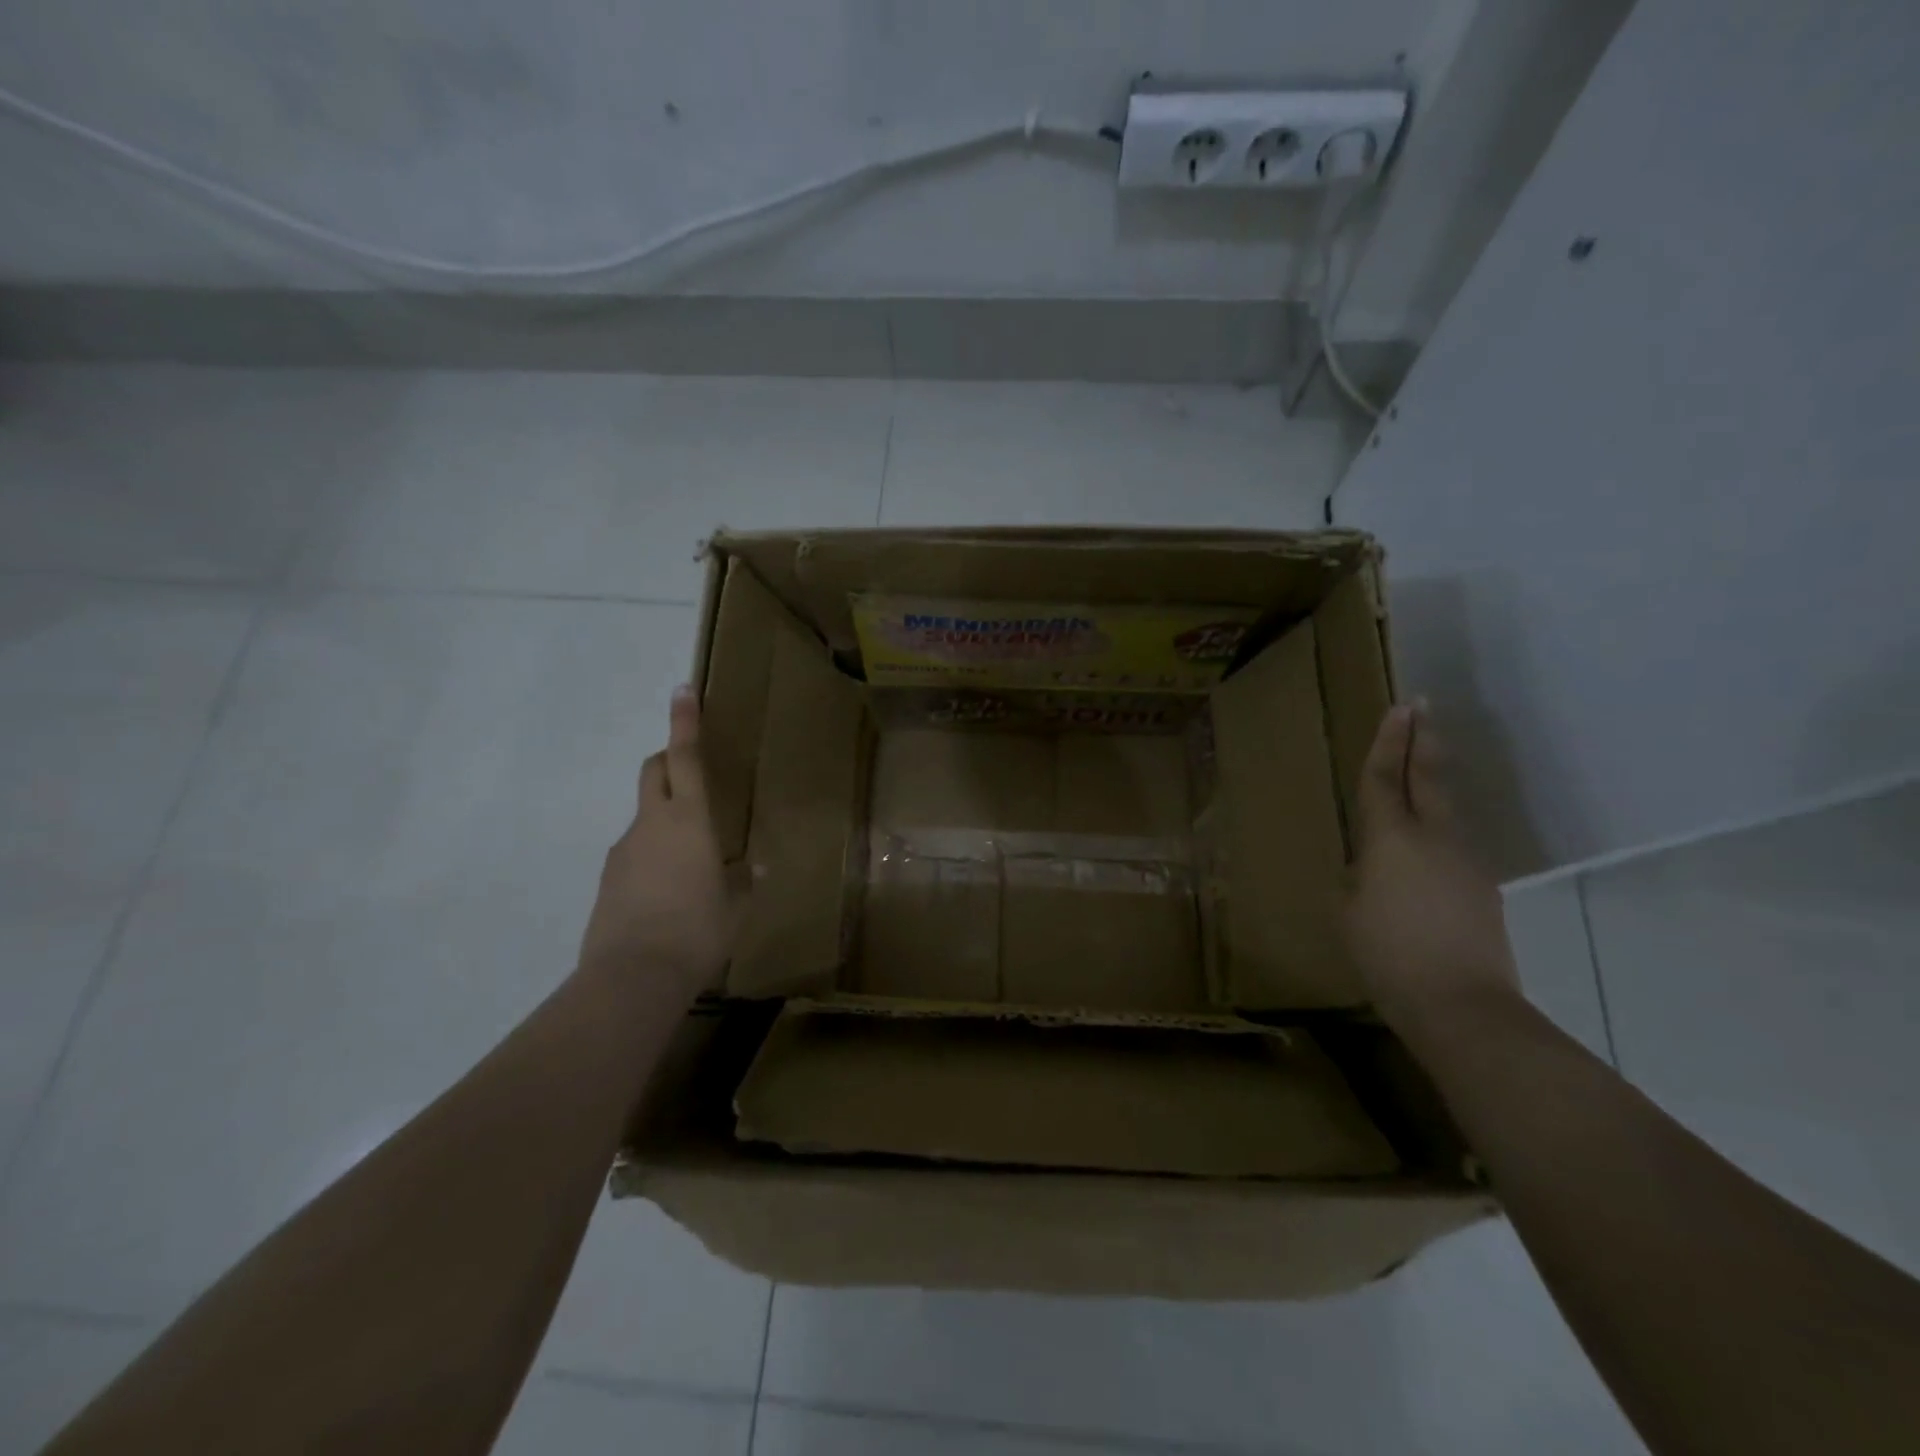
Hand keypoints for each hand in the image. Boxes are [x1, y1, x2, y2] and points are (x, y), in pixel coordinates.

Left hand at [577, 686, 731, 997]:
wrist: (632, 977)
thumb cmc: (697, 931)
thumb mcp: (734, 907)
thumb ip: (744, 881)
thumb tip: (756, 867)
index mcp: (689, 820)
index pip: (686, 757)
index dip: (685, 721)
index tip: (682, 689)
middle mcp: (652, 823)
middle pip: (654, 771)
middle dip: (667, 758)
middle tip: (690, 770)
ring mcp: (624, 850)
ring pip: (644, 814)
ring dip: (664, 816)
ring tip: (690, 860)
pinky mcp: (608, 878)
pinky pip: (635, 851)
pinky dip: (652, 854)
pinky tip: (667, 891)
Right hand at [1346, 701, 1520, 1043]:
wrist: (1461, 1005)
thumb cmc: (1387, 954)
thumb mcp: (1350, 911)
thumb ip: (1359, 876)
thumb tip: (1372, 865)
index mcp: (1392, 839)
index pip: (1384, 779)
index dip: (1387, 742)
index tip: (1398, 708)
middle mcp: (1434, 837)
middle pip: (1427, 777)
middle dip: (1422, 739)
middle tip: (1421, 705)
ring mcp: (1465, 860)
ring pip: (1446, 804)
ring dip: (1433, 775)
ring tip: (1424, 755)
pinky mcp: (1481, 886)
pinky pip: (1453, 839)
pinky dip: (1439, 819)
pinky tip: (1428, 832)